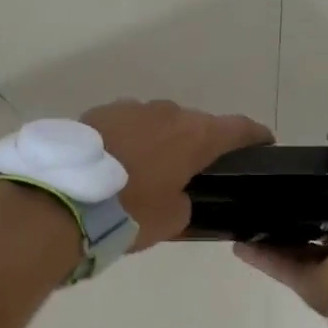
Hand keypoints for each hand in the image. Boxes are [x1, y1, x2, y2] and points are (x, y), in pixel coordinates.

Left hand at [81, 99, 273, 250]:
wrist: (63, 199)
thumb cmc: (130, 212)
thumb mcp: (172, 219)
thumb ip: (186, 201)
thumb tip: (177, 194)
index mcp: (195, 135)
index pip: (239, 128)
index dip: (255, 136)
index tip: (264, 143)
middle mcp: (167, 113)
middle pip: (195, 123)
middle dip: (200, 142)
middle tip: (196, 168)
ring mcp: (130, 108)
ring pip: (158, 121)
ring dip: (161, 139)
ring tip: (150, 166)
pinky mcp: (98, 112)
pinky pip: (126, 124)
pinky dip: (130, 139)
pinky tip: (118, 161)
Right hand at [233, 112, 327, 313]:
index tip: (308, 162)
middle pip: (321, 217)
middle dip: (299, 202)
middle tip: (268, 184)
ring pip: (296, 243)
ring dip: (273, 230)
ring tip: (247, 211)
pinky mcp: (308, 283)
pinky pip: (278, 265)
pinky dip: (259, 255)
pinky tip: (237, 241)